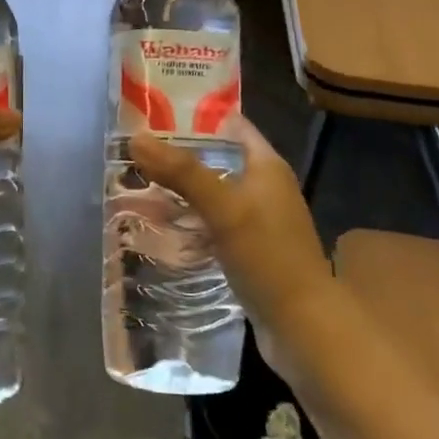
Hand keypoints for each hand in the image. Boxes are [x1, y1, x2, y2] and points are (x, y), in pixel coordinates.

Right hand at [127, 117, 332, 353]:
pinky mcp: (249, 250)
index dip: (199, 115)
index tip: (157, 112)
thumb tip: (136, 139)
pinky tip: (163, 226)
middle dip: (181, 154)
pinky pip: (213, 223)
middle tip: (138, 151)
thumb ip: (182, 172)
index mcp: (267, 167)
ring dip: (183, 189)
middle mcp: (266, 188)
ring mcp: (259, 221)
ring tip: (140, 184)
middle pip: (219, 159)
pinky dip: (190, 219)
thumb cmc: (268, 256)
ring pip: (214, 193)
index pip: (233, 126)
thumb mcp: (223, 207)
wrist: (303, 326)